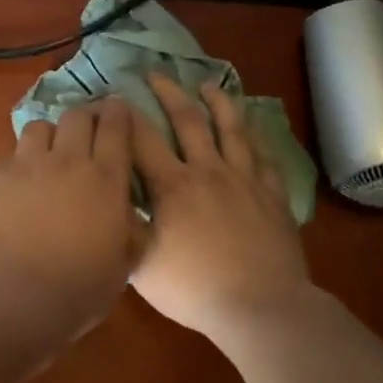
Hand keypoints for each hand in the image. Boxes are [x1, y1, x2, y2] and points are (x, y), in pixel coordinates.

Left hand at [0, 99, 139, 315]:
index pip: (116, 128)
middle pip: (77, 116)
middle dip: (85, 116)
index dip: (118, 113)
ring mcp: (26, 165)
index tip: (119, 108)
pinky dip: (16, 164)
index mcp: (106, 179)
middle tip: (87, 128)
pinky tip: (15, 184)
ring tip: (48, 153)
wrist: (13, 293)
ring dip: (48, 136)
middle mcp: (67, 161)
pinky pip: (8, 157)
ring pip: (39, 127)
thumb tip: (131, 216)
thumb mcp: (122, 264)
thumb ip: (129, 231)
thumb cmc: (79, 286)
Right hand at [129, 75, 312, 337]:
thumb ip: (124, 228)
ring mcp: (245, 179)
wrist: (261, 307)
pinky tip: (252, 128)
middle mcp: (208, 171)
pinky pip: (264, 155)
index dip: (124, 115)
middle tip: (156, 74)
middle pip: (187, 120)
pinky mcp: (273, 194)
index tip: (112, 98)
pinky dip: (256, 136)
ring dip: (218, 102)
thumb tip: (110, 201)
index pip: (141, 138)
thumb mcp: (141, 265)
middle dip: (169, 92)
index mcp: (172, 186)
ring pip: (232, 128)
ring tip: (208, 85)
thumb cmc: (195, 289)